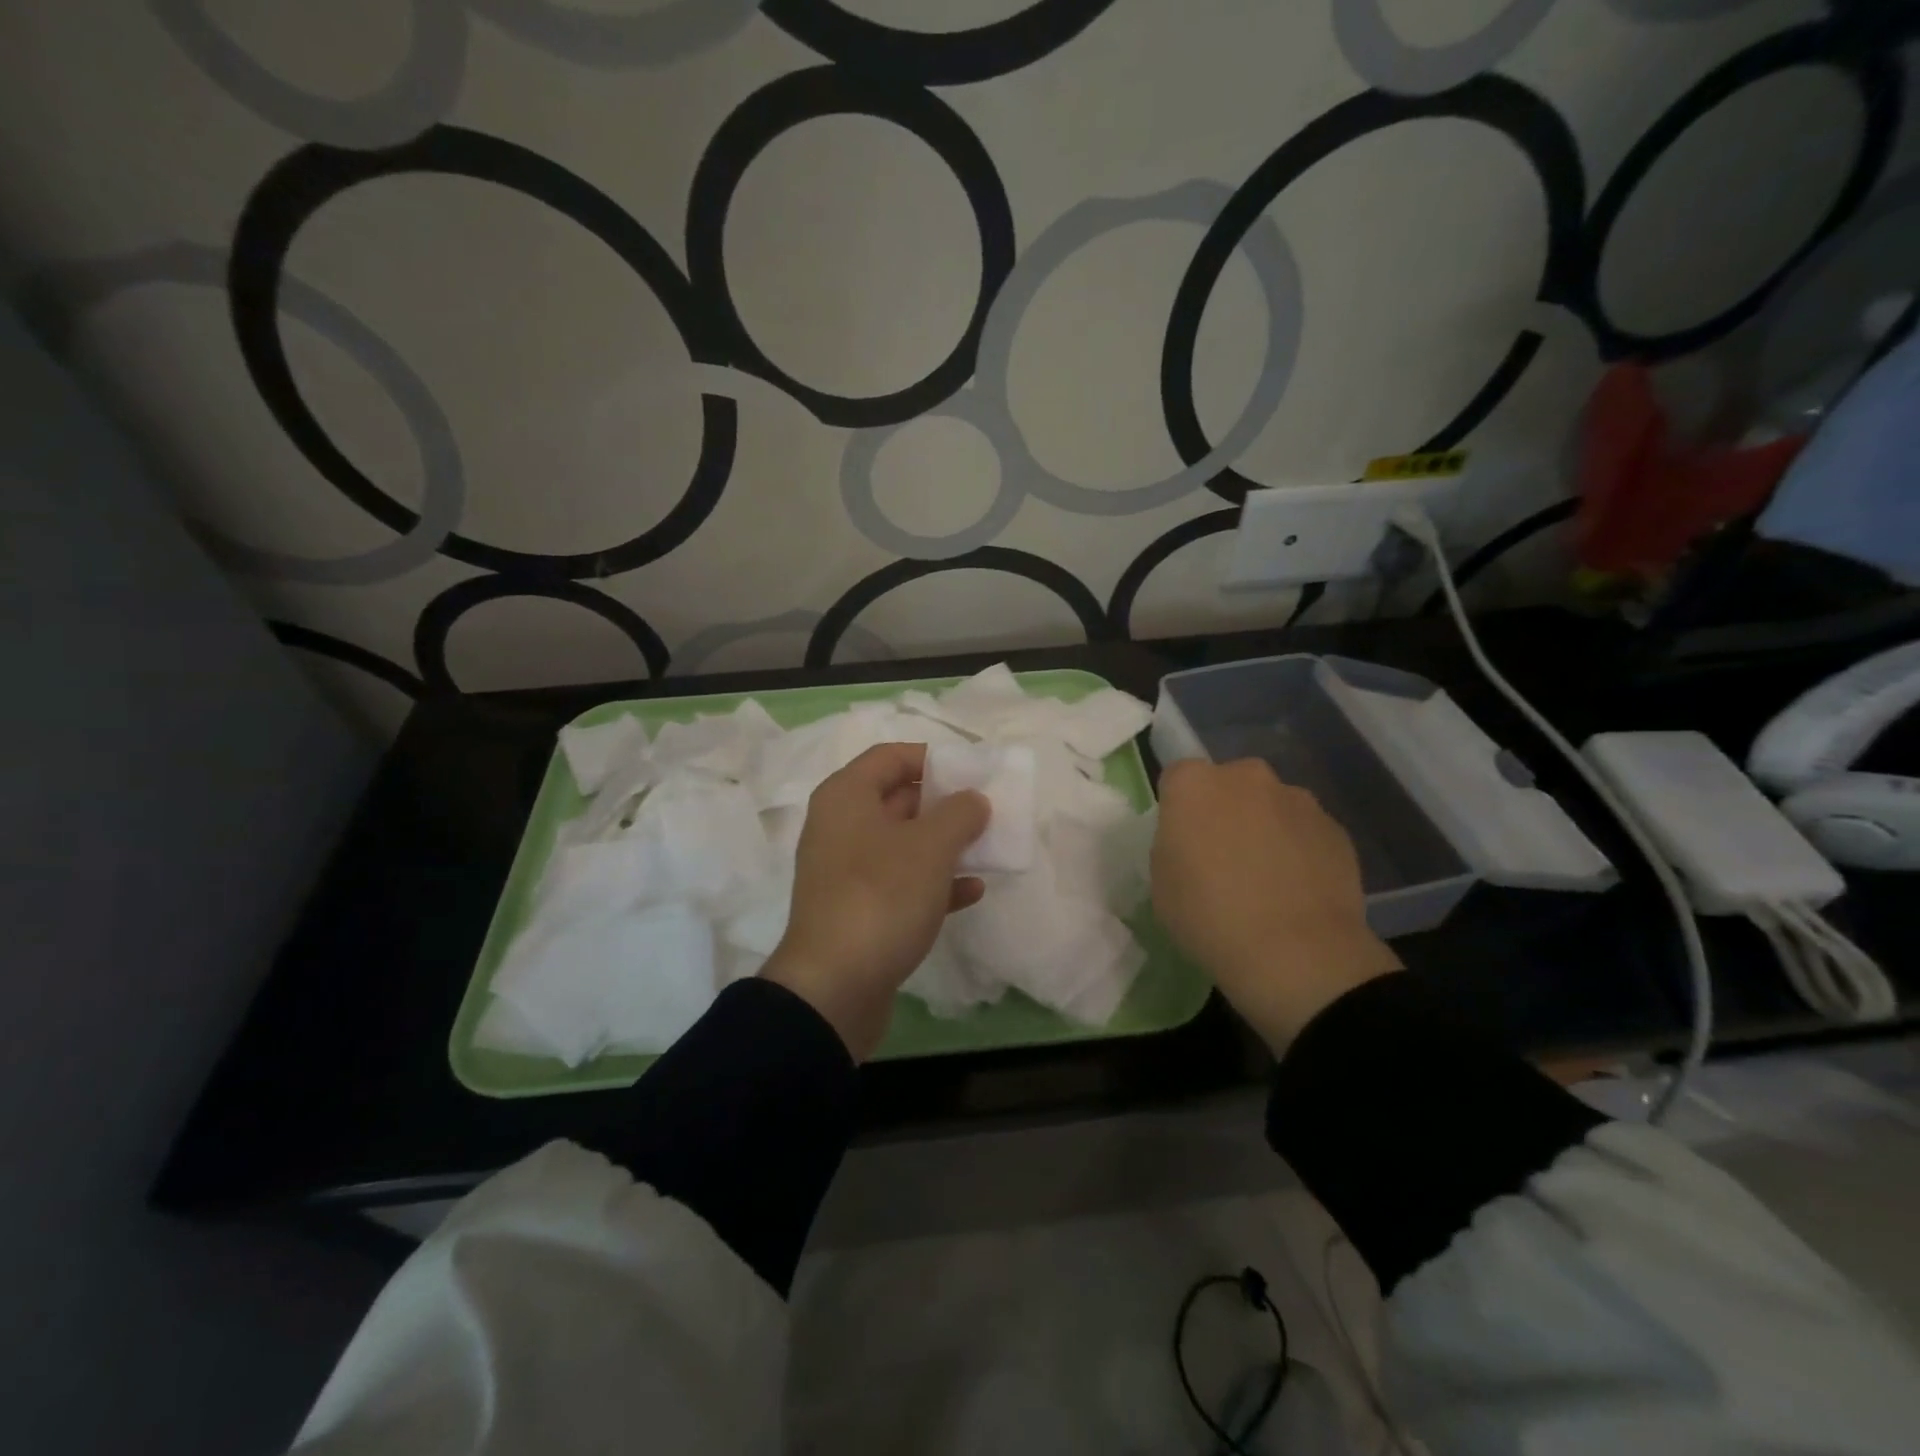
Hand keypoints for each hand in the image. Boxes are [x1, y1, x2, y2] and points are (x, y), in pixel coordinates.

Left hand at [763, 743, 988, 1059]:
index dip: (932, 757)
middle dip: (944, 804)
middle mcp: (841, 828)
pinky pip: (902, 884)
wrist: (834, 988)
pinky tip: (972, 892)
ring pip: (903, 844)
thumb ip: (960, 813)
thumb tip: (973, 800)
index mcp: (846, 798)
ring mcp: (848, 872)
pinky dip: (935, 883)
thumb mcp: (930, 846)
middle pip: (898, 799)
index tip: (971, 772)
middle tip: (987, 810)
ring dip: (945, 845)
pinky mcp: (859, 911)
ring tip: (987, 848)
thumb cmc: (881, 897)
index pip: (890, 756)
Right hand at [1152, 758, 1400, 1052]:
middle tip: (1223, 858)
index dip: (1178, 809)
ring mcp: (1297, 799)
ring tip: (1267, 880)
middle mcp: (1247, 777)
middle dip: (1225, 810)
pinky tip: (1297, 892)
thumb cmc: (1209, 916)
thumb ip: (1174, 845)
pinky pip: (1305, 831)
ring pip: (1271, 805)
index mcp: (1194, 785)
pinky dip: (1299, 850)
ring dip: (1265, 828)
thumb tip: (1193, 842)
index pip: (1177, 777)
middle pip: (1229, 784)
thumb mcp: (1162, 882)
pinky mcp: (1336, 828)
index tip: (1182, 841)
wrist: (1296, 954)